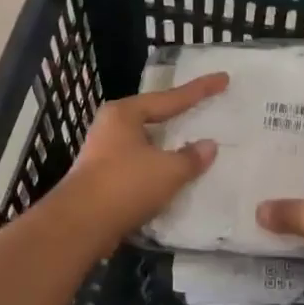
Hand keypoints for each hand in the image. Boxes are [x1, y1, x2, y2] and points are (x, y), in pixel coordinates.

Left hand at [58, 73, 228, 246]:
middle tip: (204, 108)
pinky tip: (172, 177)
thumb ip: (192, 157)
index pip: (170, 98)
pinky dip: (158, 168)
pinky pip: (139, 166)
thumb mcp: (168, 170)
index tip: (223, 79)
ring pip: (145, 144)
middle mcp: (111, 127)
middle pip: (153, 116)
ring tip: (192, 145)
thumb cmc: (125, 185)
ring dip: (167, 146)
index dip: (200, 90)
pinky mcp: (102, 179)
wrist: (80, 225)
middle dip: (178, 115)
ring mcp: (103, 153)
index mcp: (125, 114)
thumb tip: (209, 146)